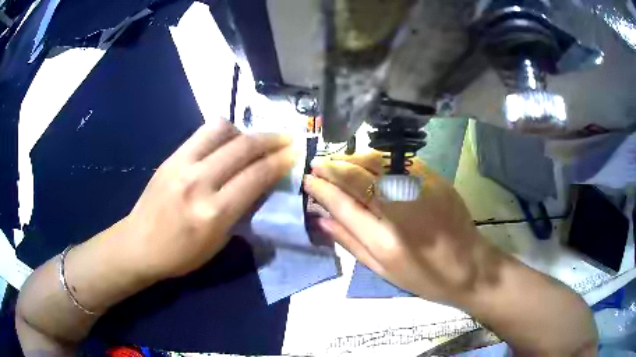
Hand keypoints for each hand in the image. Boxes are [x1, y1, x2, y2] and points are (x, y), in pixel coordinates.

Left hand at [122, 119, 294, 280]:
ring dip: (245, 131)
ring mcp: (182, 165)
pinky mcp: (171, 157)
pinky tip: (228, 141)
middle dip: (271, 140)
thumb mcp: (218, 243)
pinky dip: (222, 132)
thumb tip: (261, 185)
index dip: (280, 162)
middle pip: (243, 147)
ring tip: (253, 140)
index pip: (256, 176)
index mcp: (214, 213)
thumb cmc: (180, 255)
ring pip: (222, 130)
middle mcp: (199, 182)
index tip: (295, 153)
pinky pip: (202, 133)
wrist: (138, 244)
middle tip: (286, 139)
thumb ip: (241, 211)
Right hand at [304, 151, 497, 304]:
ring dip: (354, 159)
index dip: (323, 187)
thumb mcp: (383, 270)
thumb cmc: (425, 278)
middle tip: (318, 164)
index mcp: (387, 240)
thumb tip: (320, 218)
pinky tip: (369, 164)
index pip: (345, 203)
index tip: (308, 178)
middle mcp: (403, 208)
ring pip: (379, 162)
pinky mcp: (437, 179)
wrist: (472, 267)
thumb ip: (350, 242)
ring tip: (339, 163)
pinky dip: (378, 160)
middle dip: (334, 165)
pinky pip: (400, 162)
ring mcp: (423, 189)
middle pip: (360, 175)